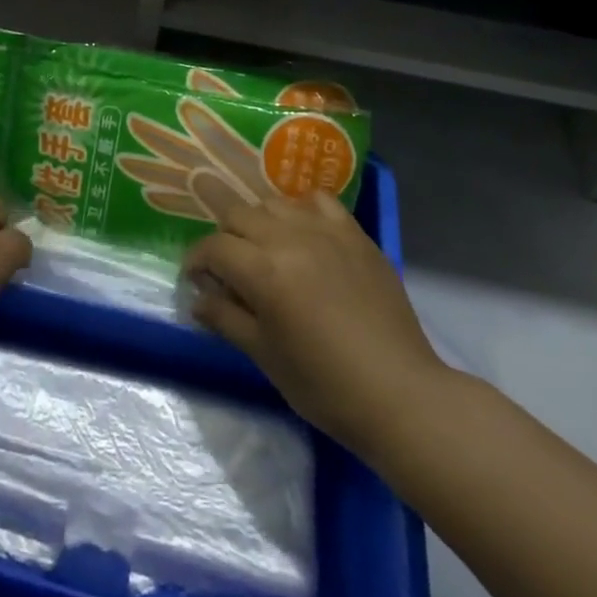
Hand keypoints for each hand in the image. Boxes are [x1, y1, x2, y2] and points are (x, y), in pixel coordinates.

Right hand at [184, 192, 446, 456]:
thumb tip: (196, 297)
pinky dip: (301, 208)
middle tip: (227, 265)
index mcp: (264, 271)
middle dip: (223, 236)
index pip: (214, 247)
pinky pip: (318, 201)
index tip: (196, 280)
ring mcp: (326, 231)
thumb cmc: (324, 386)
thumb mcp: (265, 356)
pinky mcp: (355, 234)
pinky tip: (302, 230)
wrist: (400, 395)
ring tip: (263, 248)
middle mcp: (290, 238)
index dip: (197, 261)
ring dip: (258, 221)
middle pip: (239, 214)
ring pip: (274, 203)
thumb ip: (225, 318)